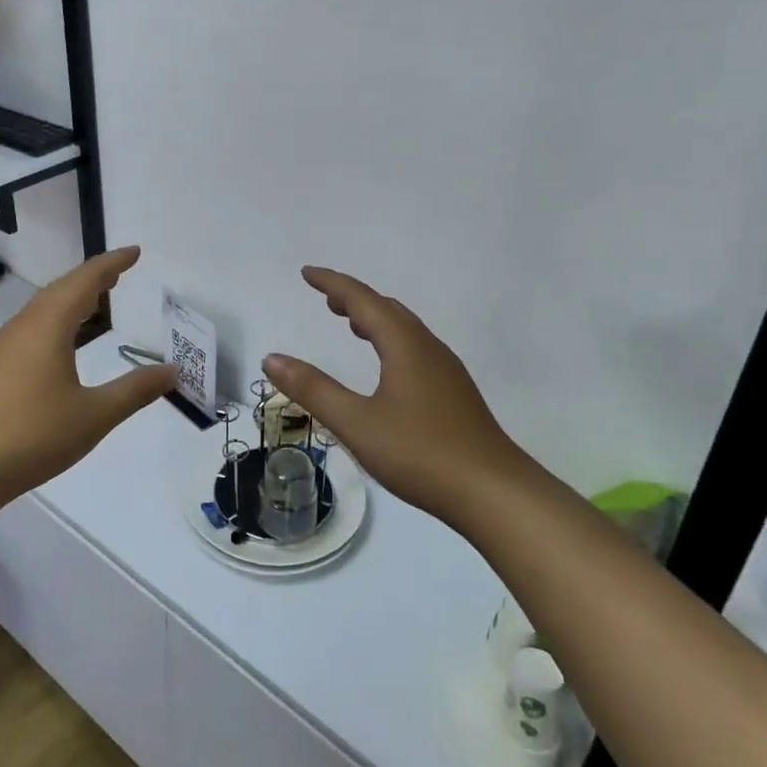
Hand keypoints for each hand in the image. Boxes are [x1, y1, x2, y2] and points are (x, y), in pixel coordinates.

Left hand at [0, 247, 176, 509]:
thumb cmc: (33, 435)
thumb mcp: (95, 415)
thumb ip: (135, 390)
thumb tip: (173, 370)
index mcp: (48, 326)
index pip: (84, 281)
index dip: (111, 264)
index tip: (134, 252)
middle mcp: (23, 327)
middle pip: (61, 289)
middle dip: (92, 278)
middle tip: (119, 274)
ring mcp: (4, 347)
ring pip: (43, 309)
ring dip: (71, 299)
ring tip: (96, 302)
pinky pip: (31, 328)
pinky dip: (56, 321)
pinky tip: (63, 344)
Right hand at [264, 267, 531, 524]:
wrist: (494, 493)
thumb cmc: (421, 454)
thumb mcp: (357, 423)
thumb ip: (313, 390)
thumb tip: (271, 358)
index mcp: (404, 346)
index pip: (363, 300)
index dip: (333, 283)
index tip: (307, 273)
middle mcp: (428, 348)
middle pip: (387, 309)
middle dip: (354, 298)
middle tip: (326, 298)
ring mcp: (446, 371)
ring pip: (406, 330)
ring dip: (375, 319)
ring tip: (351, 324)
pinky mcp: (455, 393)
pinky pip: (416, 349)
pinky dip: (391, 341)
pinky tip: (387, 367)